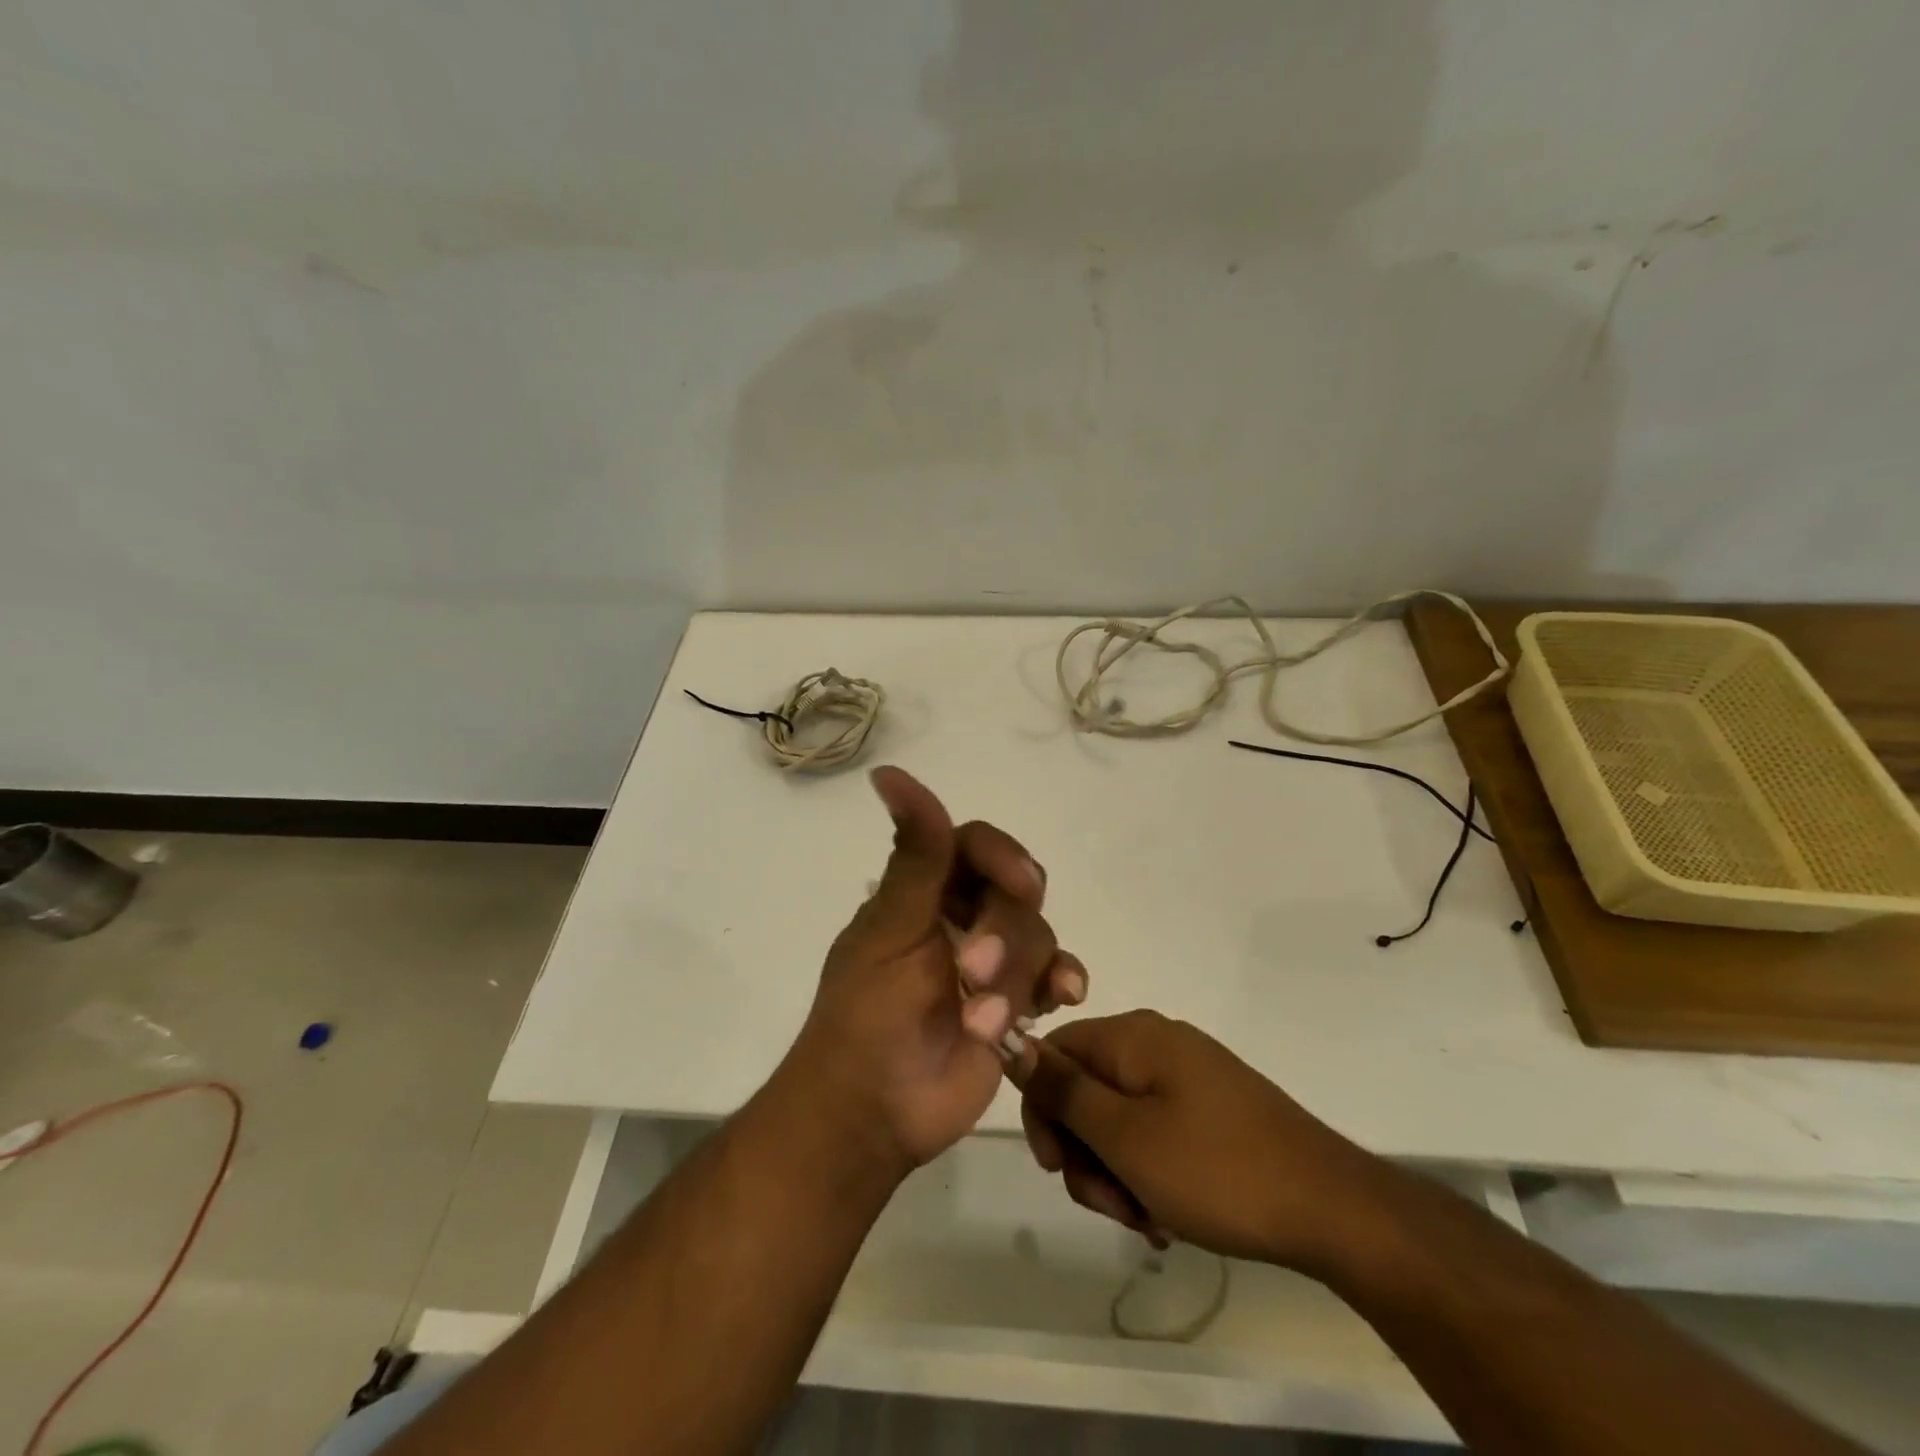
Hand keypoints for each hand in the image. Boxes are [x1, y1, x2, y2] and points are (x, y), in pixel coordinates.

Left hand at [781, 767, 1089, 1175]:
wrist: (872, 1114)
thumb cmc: (866, 1016)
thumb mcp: (891, 930)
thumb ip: (913, 856)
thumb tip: (888, 772)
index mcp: (925, 891)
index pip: (976, 845)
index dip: (1003, 856)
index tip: (1019, 882)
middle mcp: (961, 917)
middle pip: (1017, 892)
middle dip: (1006, 933)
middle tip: (975, 973)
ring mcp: (991, 961)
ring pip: (1038, 935)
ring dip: (1020, 976)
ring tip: (986, 1023)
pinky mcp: (1014, 1003)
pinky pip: (1054, 975)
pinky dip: (1063, 980)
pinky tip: (1064, 996)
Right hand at [1014, 1011, 1387, 1268]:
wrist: (1332, 1208)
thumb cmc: (1217, 1170)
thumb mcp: (1125, 1136)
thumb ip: (1063, 1089)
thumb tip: (1011, 1039)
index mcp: (1133, 1037)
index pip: (1055, 1052)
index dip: (1042, 1108)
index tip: (1056, 1166)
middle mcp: (1156, 1043)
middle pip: (1086, 1090)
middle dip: (1086, 1153)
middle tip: (1112, 1205)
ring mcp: (1188, 1076)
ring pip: (1119, 1120)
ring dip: (1117, 1173)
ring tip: (1147, 1221)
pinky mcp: (1211, 1109)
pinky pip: (1155, 1133)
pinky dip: (1149, 1173)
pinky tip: (1168, 1218)